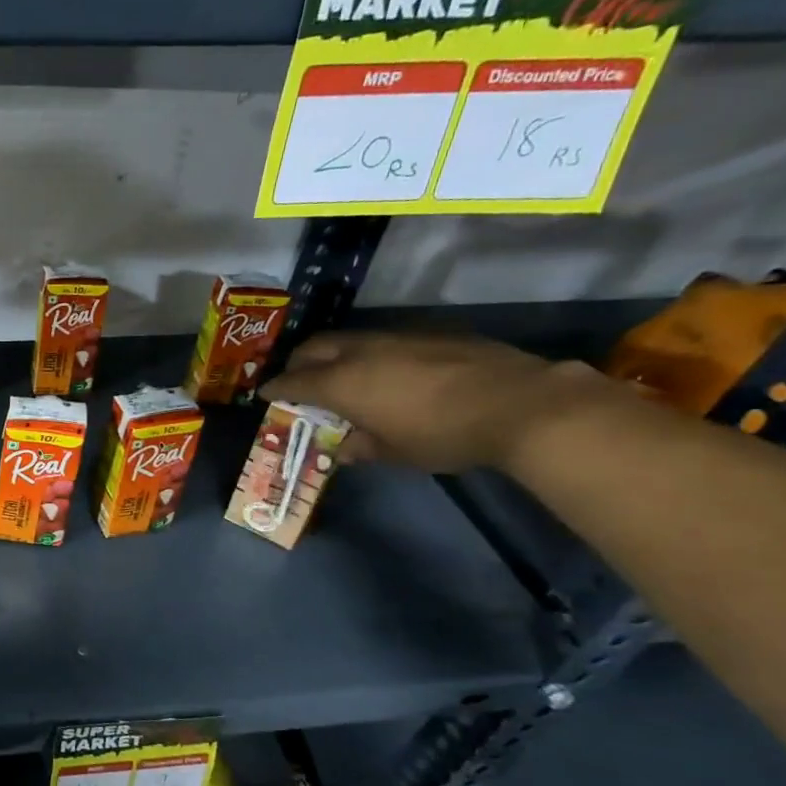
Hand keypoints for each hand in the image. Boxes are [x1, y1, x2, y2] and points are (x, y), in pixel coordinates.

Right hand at [261, 331, 612, 473]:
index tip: (265, 394)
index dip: (275, 389)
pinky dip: (372, 353)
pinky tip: (390, 371)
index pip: (293, 381)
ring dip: (336, 354)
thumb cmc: (443, 435)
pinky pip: (386, 339)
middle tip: (298, 379)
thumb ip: (363, 446)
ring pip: (350, 339)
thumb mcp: (396, 452)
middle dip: (299, 362)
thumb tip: (345, 447)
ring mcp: (397, 338)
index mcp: (342, 383)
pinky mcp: (431, 333)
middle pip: (314, 348)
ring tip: (341, 374)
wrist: (520, 404)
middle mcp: (361, 353)